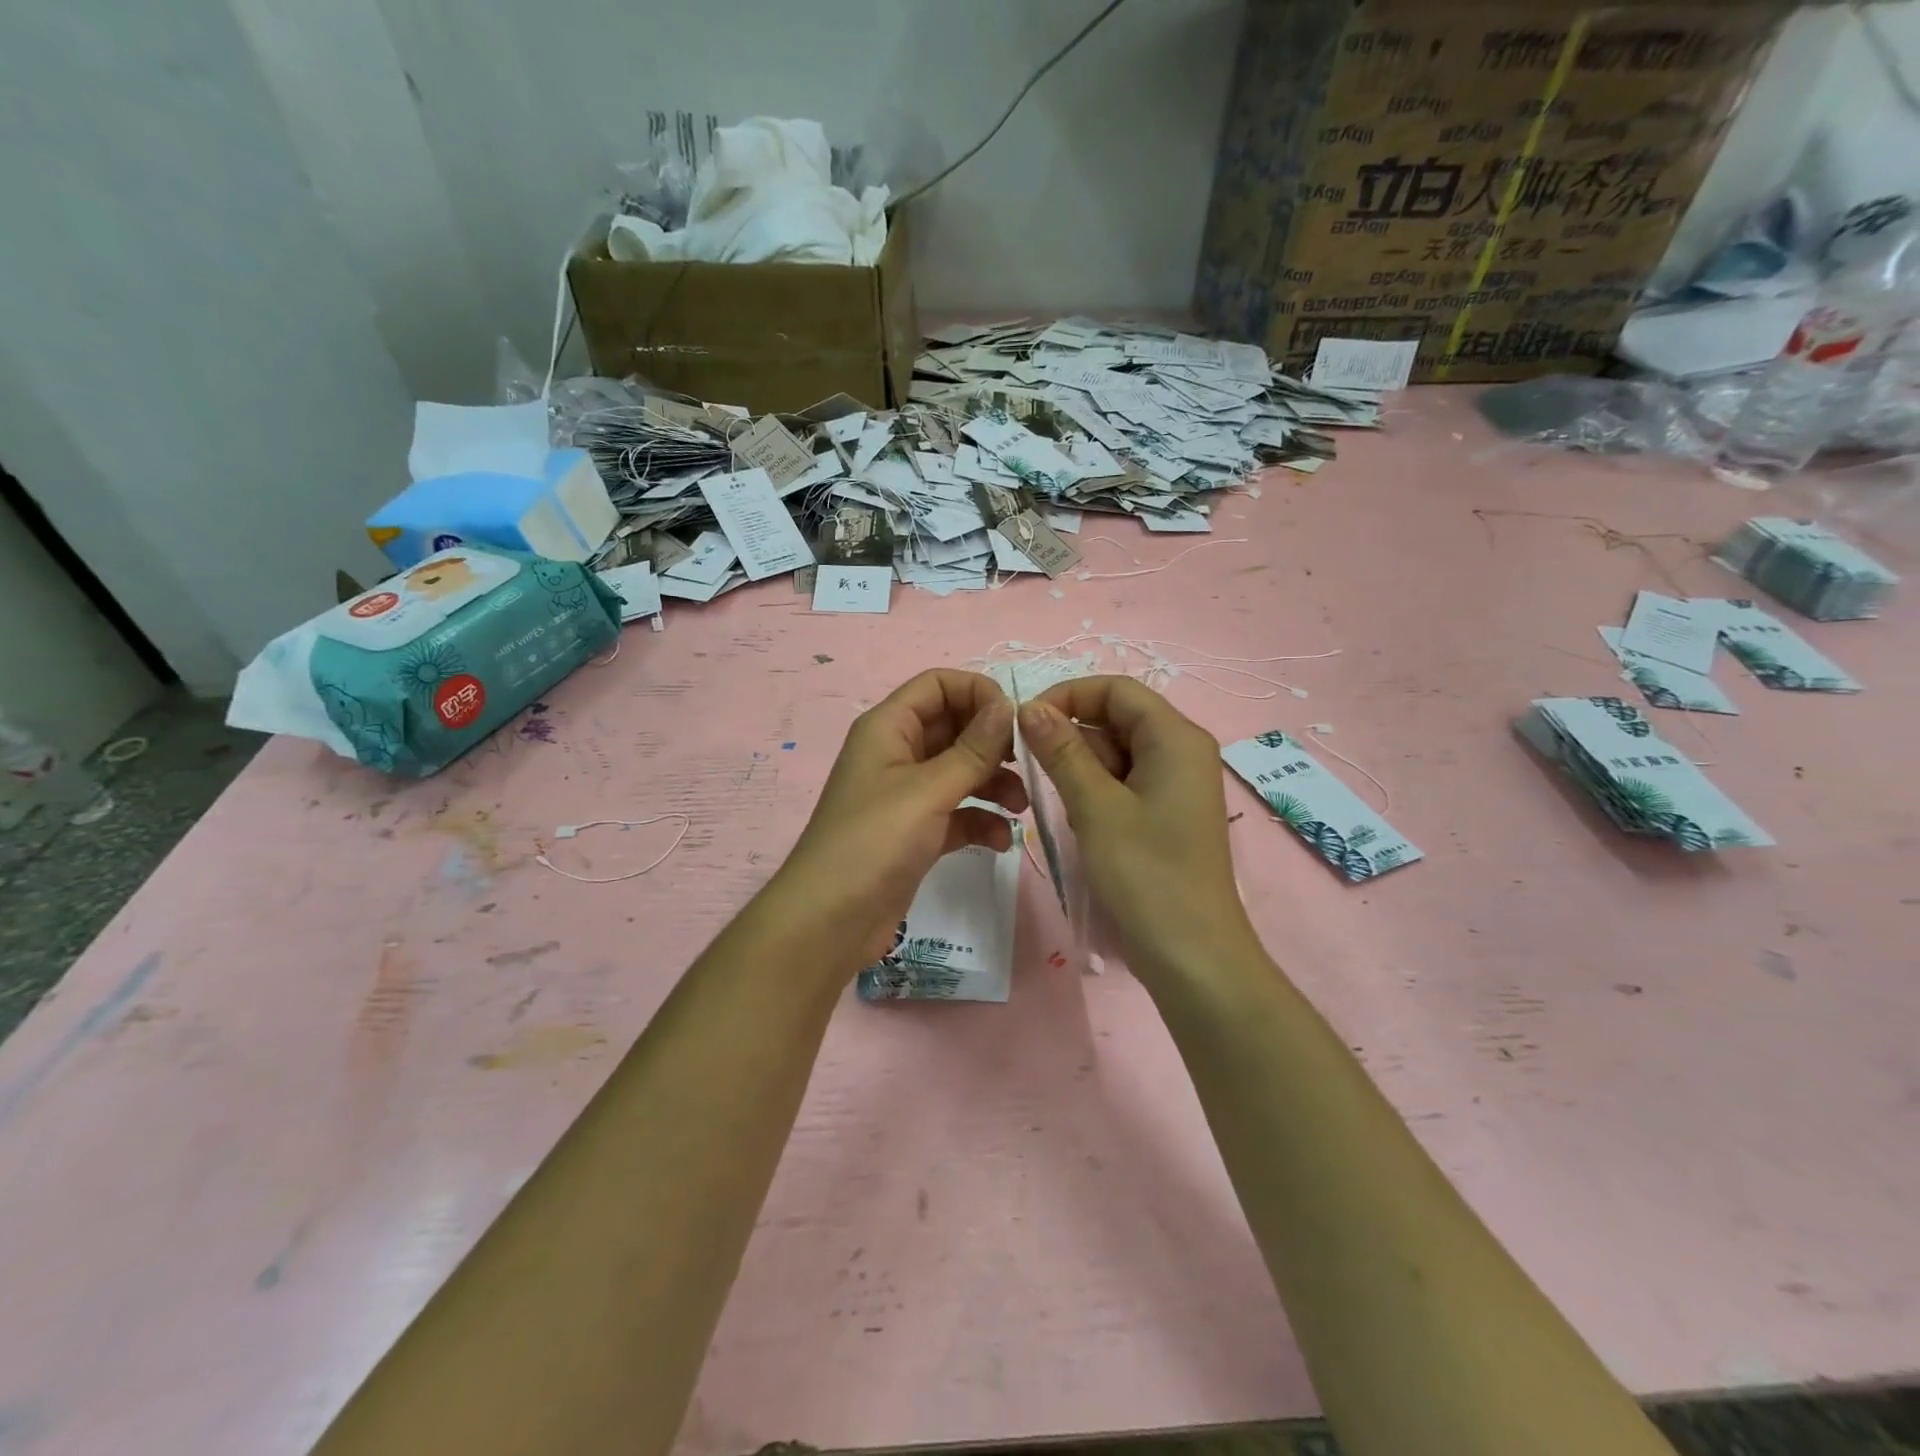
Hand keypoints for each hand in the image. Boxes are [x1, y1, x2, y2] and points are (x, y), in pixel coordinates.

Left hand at [775, 669, 1026, 967]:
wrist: (830, 921)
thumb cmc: (874, 842)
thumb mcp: (928, 790)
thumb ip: (973, 749)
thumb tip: (1008, 705)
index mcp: (889, 728)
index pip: (937, 685)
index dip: (978, 692)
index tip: (1015, 720)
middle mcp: (897, 753)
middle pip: (954, 726)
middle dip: (992, 742)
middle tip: (1026, 764)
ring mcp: (906, 795)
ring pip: (960, 771)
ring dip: (993, 783)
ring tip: (1020, 808)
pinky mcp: (916, 832)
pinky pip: (957, 812)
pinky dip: (980, 820)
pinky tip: (1000, 841)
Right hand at [1018, 676, 1257, 986]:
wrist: (1192, 955)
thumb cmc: (1146, 875)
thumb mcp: (1096, 808)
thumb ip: (1062, 751)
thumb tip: (1030, 707)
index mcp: (1176, 738)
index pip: (1116, 690)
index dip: (1068, 695)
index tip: (1025, 723)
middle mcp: (1181, 751)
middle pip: (1117, 718)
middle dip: (1072, 736)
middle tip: (1034, 769)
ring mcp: (1176, 784)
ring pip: (1117, 753)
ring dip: (1082, 768)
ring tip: (1065, 806)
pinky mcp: (1167, 813)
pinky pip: (1125, 782)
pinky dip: (1097, 792)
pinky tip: (1083, 823)